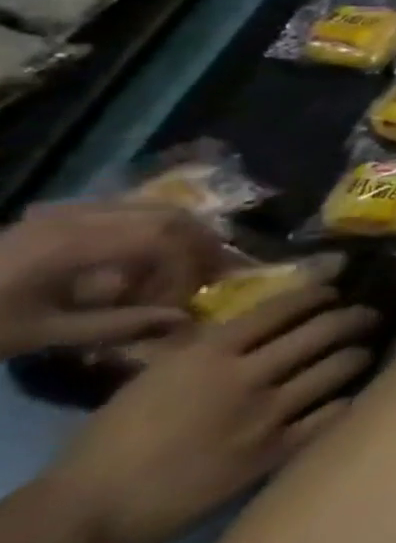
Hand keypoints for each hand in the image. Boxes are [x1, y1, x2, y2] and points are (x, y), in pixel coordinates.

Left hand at [0, 202, 231, 358]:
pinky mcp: (61, 213)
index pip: (166, 239)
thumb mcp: (42, 334)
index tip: (184, 301)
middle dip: (199, 247)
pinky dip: (154, 230)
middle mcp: (80, 215)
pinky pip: (130, 210)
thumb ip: (118, 325)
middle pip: (171, 216)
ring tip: (179, 269)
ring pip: (157, 208)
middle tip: (206, 278)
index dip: (190, 266)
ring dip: (181, 237)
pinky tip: (141, 259)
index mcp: (74, 244)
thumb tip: (184, 320)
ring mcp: (69, 209)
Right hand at [47, 284, 377, 542]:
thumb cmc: (111, 443)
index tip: (335, 292)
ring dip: (360, 354)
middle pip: (326, 329)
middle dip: (357, 317)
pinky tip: (352, 395)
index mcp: (210, 353)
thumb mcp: (156, 376)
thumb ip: (210, 347)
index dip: (319, 294)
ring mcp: (266, 414)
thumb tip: (261, 324)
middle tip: (370, 315)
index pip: (284, 307)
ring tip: (365, 351)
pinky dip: (348, 400)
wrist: (88, 514)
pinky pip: (333, 414)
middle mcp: (247, 376)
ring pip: (341, 366)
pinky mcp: (275, 452)